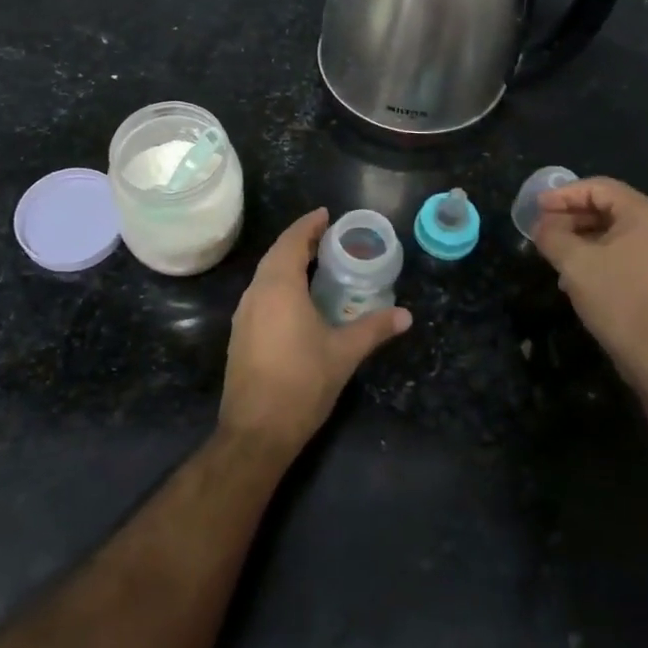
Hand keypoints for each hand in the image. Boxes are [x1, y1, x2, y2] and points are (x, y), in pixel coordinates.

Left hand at [220, 209, 411, 453]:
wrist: (256, 431)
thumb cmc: (302, 383)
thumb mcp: (344, 353)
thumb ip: (374, 329)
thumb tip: (406, 315)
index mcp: (279, 287)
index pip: (292, 242)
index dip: (309, 225)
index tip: (327, 215)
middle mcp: (256, 293)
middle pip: (277, 255)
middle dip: (300, 242)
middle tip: (328, 239)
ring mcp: (244, 315)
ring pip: (266, 276)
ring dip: (288, 264)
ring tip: (317, 266)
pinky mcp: (241, 335)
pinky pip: (261, 295)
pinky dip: (280, 285)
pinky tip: (298, 301)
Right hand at [533, 177, 647, 398]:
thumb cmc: (619, 299)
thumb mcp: (575, 263)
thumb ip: (552, 236)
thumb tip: (541, 226)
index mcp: (644, 214)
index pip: (598, 187)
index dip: (563, 194)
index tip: (536, 207)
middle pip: (606, 207)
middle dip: (570, 216)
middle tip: (541, 228)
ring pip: (611, 233)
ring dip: (579, 238)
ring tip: (552, 252)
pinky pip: (620, 253)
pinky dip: (594, 256)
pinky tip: (572, 276)